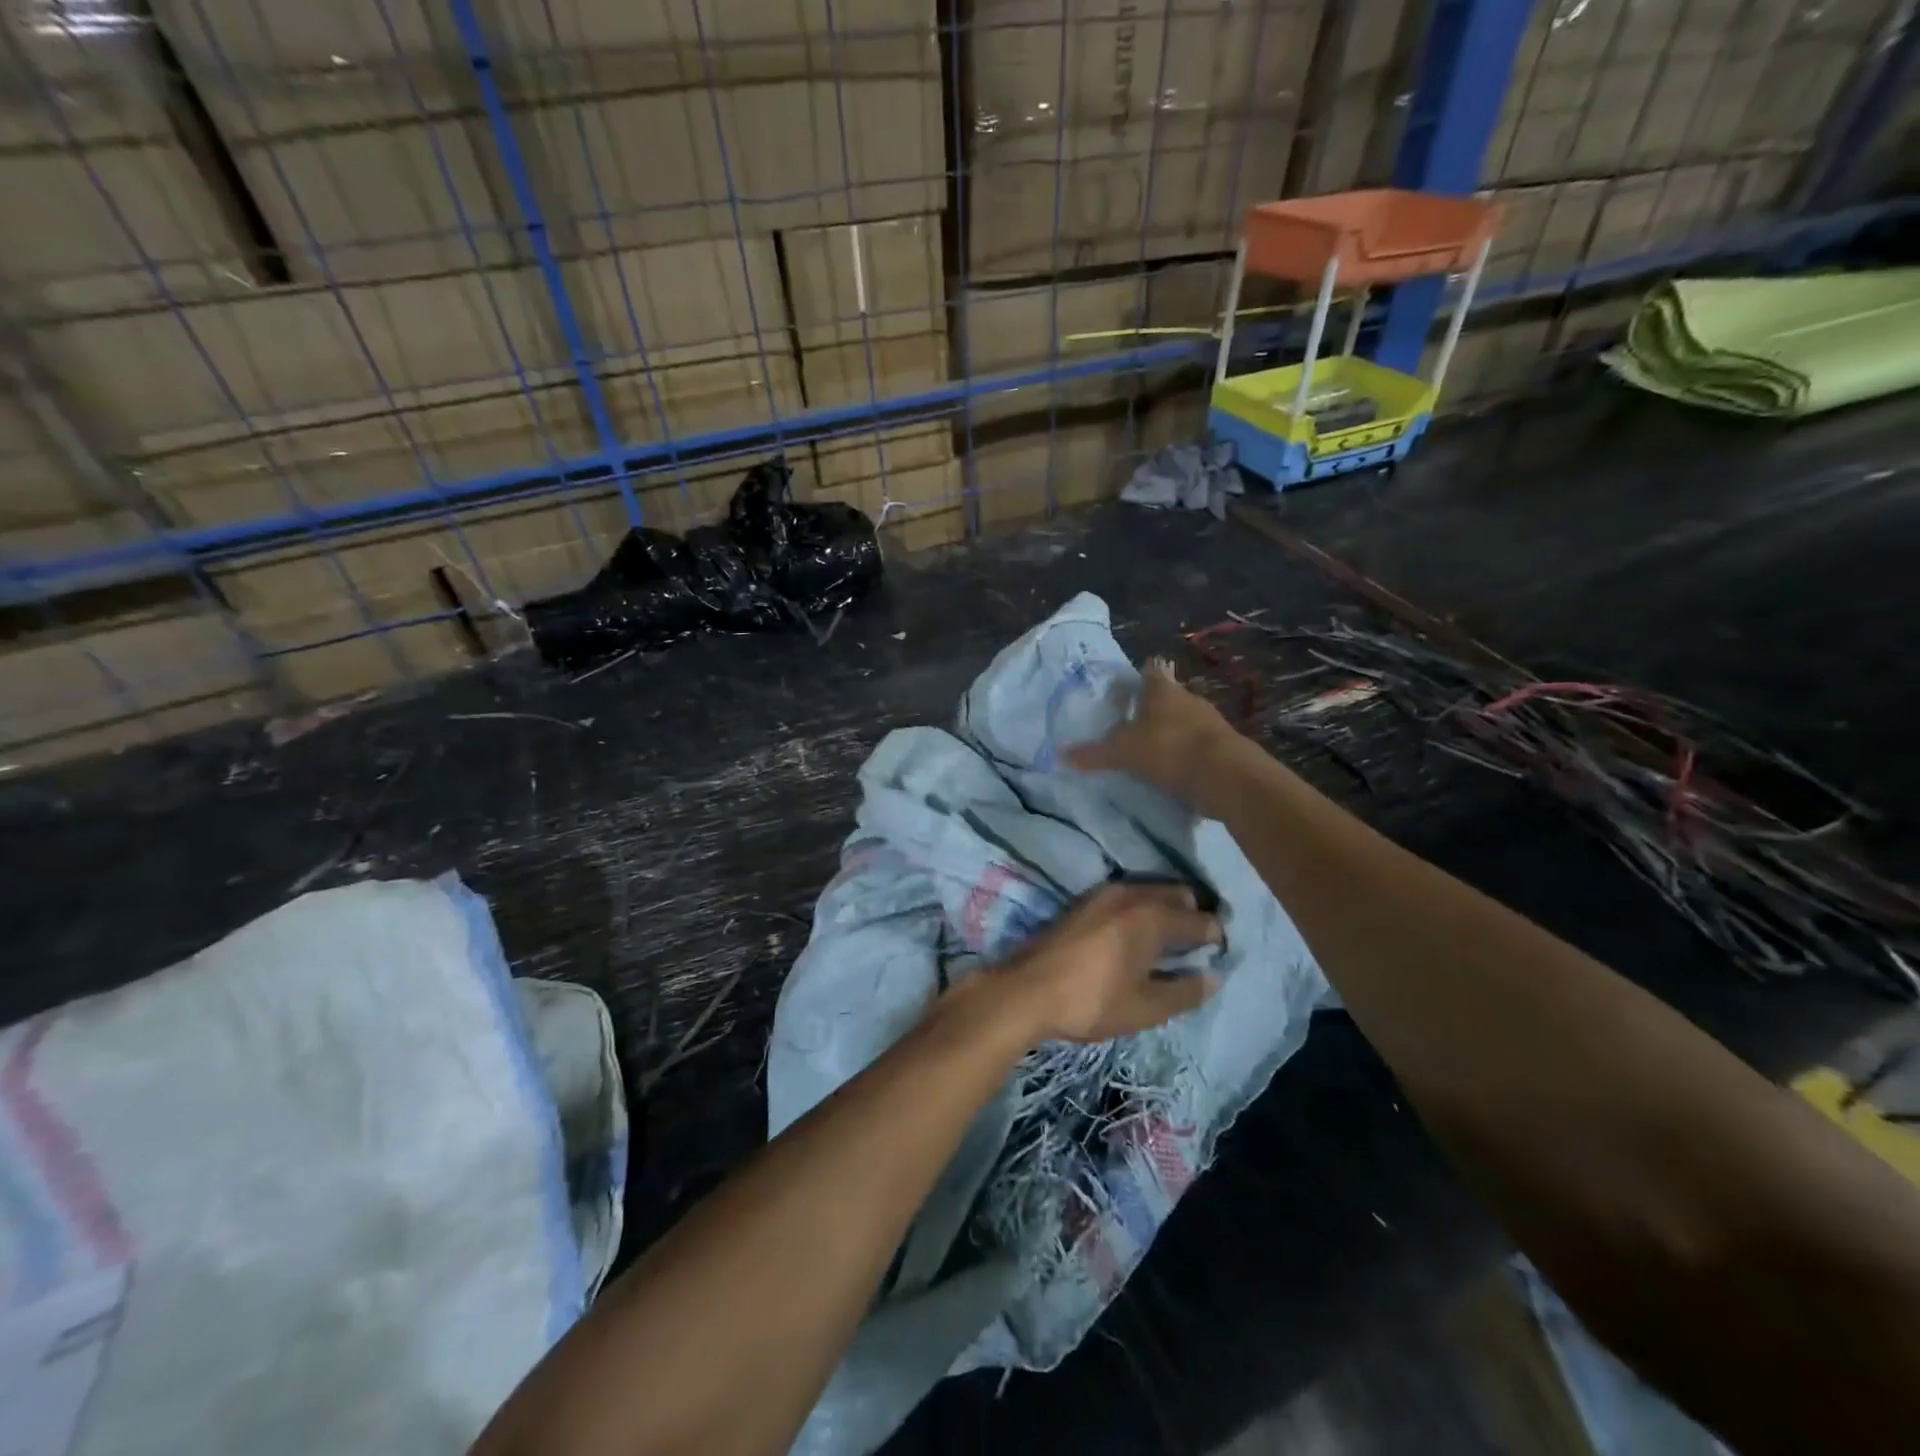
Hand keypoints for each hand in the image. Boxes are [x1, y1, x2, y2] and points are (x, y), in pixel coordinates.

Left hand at [1003, 882, 1221, 1042]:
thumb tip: (1213, 977)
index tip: (1222, 953)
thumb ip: (1185, 991)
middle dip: (1193, 914)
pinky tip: (1139, 932)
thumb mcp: (1146, 1008)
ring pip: (1150, 891)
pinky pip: (1128, 895)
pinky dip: (1143, 907)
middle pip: (1177, 894)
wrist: (1027, 990)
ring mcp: (1104, 893)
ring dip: (1166, 908)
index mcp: (1152, 916)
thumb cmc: (1092, 1000)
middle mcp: (1132, 894)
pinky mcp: (1085, 901)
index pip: (1200, 918)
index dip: (1216, 935)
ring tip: (1173, 940)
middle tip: (1200, 944)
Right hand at [1065, 657, 1243, 817]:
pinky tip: (1171, 770)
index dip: (1139, 674)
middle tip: (1130, 721)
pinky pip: (1196, 747)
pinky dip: (1184, 755)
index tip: (1127, 685)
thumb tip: (1060, 755)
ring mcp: (1209, 723)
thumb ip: (1094, 753)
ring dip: (1169, 732)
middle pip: (1167, 697)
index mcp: (1163, 690)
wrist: (1226, 776)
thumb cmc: (1169, 749)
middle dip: (1151, 707)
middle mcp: (1188, 699)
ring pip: (1183, 721)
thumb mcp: (1123, 752)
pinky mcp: (1222, 748)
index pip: (1150, 671)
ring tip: (1149, 748)